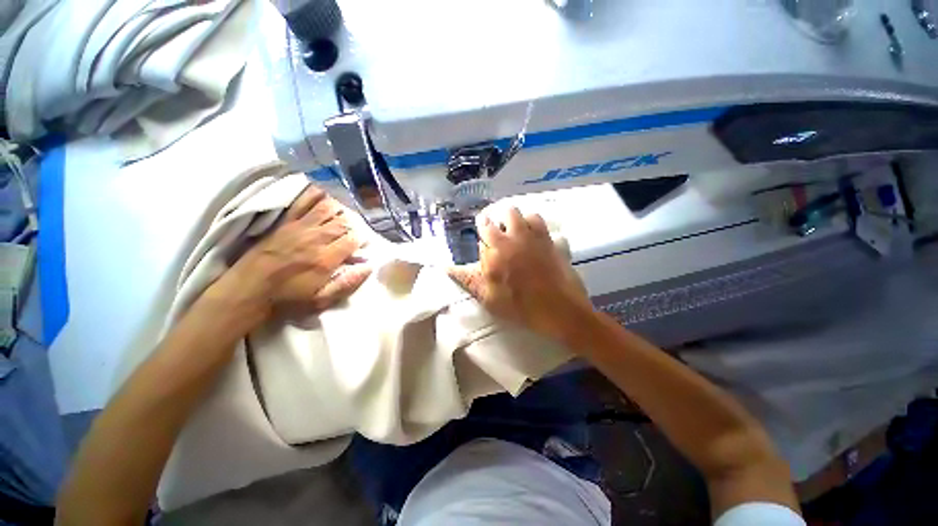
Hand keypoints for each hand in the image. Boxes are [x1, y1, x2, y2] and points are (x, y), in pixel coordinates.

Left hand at [209, 185, 370, 324]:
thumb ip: (348, 283)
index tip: (363, 245)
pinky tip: (323, 197)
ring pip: (327, 208)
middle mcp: (315, 238)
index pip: (353, 239)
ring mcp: (298, 227)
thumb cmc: (288, 299)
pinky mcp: (284, 222)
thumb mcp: (322, 300)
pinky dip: (315, 195)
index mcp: (326, 259)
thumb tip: (368, 266)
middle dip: (354, 226)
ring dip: (339, 210)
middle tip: (353, 233)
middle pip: (343, 222)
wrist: (248, 291)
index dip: (362, 240)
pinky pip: (302, 202)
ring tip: (341, 217)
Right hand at [448, 206, 593, 341]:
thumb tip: (447, 268)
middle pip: (499, 216)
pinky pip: (537, 220)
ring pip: (519, 214)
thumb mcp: (489, 298)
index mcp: (496, 252)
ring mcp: (532, 237)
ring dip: (512, 220)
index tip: (481, 237)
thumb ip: (469, 280)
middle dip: (492, 222)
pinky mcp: (548, 240)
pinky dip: (531, 223)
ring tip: (512, 231)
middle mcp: (512, 239)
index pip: (482, 231)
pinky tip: (531, 234)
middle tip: (494, 233)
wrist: (560, 310)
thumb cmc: (521, 307)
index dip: (480, 232)